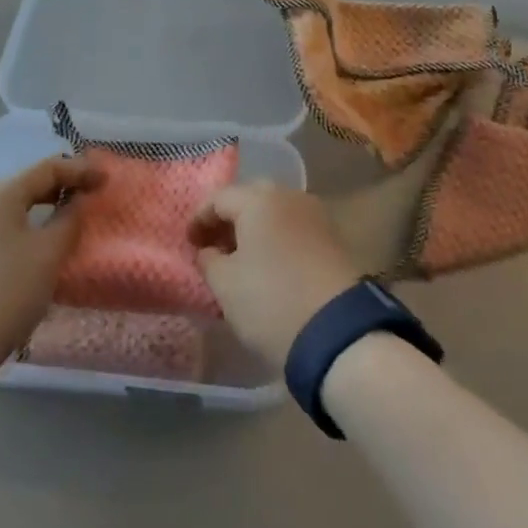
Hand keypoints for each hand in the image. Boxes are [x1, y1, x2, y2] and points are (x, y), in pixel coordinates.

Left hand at [0, 157, 103, 375]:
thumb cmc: (9, 291)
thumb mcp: (50, 252)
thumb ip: (70, 219)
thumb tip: (77, 201)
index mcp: (1, 195)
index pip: (48, 168)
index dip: (80, 171)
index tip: (107, 180)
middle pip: (29, 184)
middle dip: (63, 186)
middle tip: (91, 195)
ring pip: (16, 207)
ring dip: (46, 207)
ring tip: (70, 217)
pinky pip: (5, 227)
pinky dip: (29, 226)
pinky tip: (41, 245)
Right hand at [189, 183, 360, 366]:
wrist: (338, 332)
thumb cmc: (271, 301)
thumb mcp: (225, 285)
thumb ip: (209, 260)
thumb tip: (209, 250)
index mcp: (258, 199)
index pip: (219, 198)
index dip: (199, 219)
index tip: (189, 244)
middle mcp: (288, 195)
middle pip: (250, 198)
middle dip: (229, 220)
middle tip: (213, 246)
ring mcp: (315, 214)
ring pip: (275, 211)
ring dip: (254, 229)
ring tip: (240, 258)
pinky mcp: (333, 236)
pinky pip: (294, 227)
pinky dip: (277, 238)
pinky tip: (269, 264)